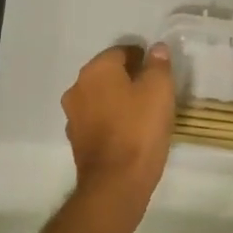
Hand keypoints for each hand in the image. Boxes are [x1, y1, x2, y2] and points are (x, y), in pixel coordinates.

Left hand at [61, 42, 176, 221]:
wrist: (116, 184)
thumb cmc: (140, 128)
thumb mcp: (160, 89)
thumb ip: (158, 64)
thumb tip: (157, 48)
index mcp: (96, 70)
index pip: (122, 51)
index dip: (143, 58)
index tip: (159, 73)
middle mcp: (78, 88)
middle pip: (108, 73)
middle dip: (129, 77)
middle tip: (154, 91)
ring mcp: (73, 116)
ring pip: (101, 97)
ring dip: (119, 99)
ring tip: (144, 113)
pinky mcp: (76, 141)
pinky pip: (97, 120)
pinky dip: (111, 120)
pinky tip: (130, 132)